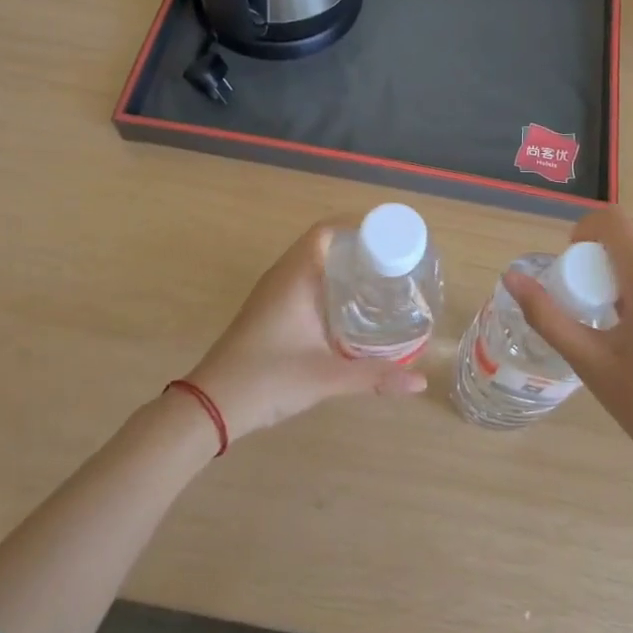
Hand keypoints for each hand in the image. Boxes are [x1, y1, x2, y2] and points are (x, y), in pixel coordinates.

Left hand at [184, 218, 426, 442]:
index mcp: (296, 276)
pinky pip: (304, 281)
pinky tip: (349, 308)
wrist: (211, 405)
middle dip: (358, 249)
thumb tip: (420, 381)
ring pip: (312, 264)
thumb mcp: (327, 378)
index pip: (327, 230)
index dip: (358, 227)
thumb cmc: (268, 379)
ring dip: (342, 267)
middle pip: (324, 244)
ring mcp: (273, 292)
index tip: (391, 239)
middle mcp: (283, 275)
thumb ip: (375, 377)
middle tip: (394, 263)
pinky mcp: (269, 310)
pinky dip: (328, 284)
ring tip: (379, 281)